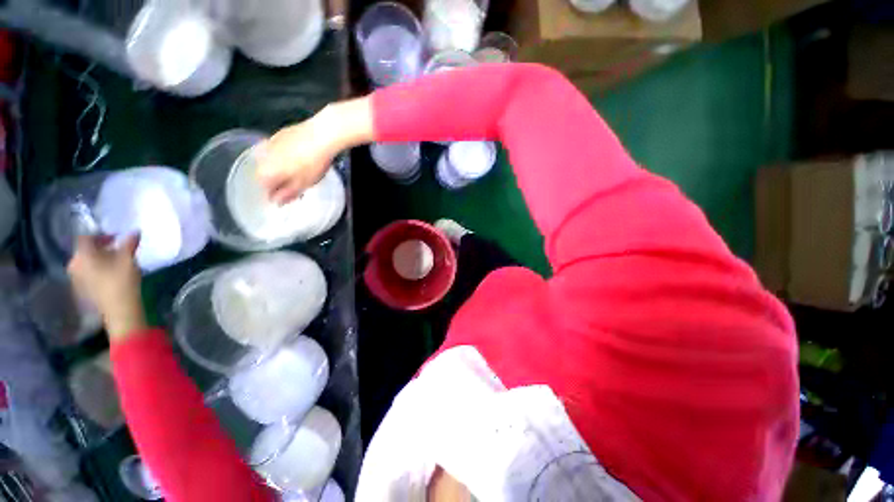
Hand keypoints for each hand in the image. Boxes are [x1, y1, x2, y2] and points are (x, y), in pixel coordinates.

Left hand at [67, 234, 146, 341]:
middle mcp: (73, 264)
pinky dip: (98, 271)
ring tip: (116, 263)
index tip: (117, 237)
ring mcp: (75, 279)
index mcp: (82, 254)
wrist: (119, 310)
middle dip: (100, 248)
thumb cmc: (122, 281)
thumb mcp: (128, 259)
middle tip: (118, 250)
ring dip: (99, 260)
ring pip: (86, 263)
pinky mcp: (81, 290)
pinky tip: (110, 275)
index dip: (101, 234)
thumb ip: (129, 243)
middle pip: (85, 250)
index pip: (86, 237)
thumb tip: (134, 231)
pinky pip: (87, 274)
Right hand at [258, 97, 375, 203]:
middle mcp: (262, 156)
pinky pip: (276, 150)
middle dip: (276, 180)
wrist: (321, 134)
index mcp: (266, 171)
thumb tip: (276, 201)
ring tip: (296, 171)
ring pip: (269, 160)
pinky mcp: (279, 134)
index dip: (275, 193)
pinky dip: (283, 156)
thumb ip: (288, 193)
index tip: (287, 196)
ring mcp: (269, 143)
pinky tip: (296, 157)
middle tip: (293, 184)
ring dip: (279, 168)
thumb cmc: (313, 163)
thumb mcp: (304, 183)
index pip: (263, 187)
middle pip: (265, 173)